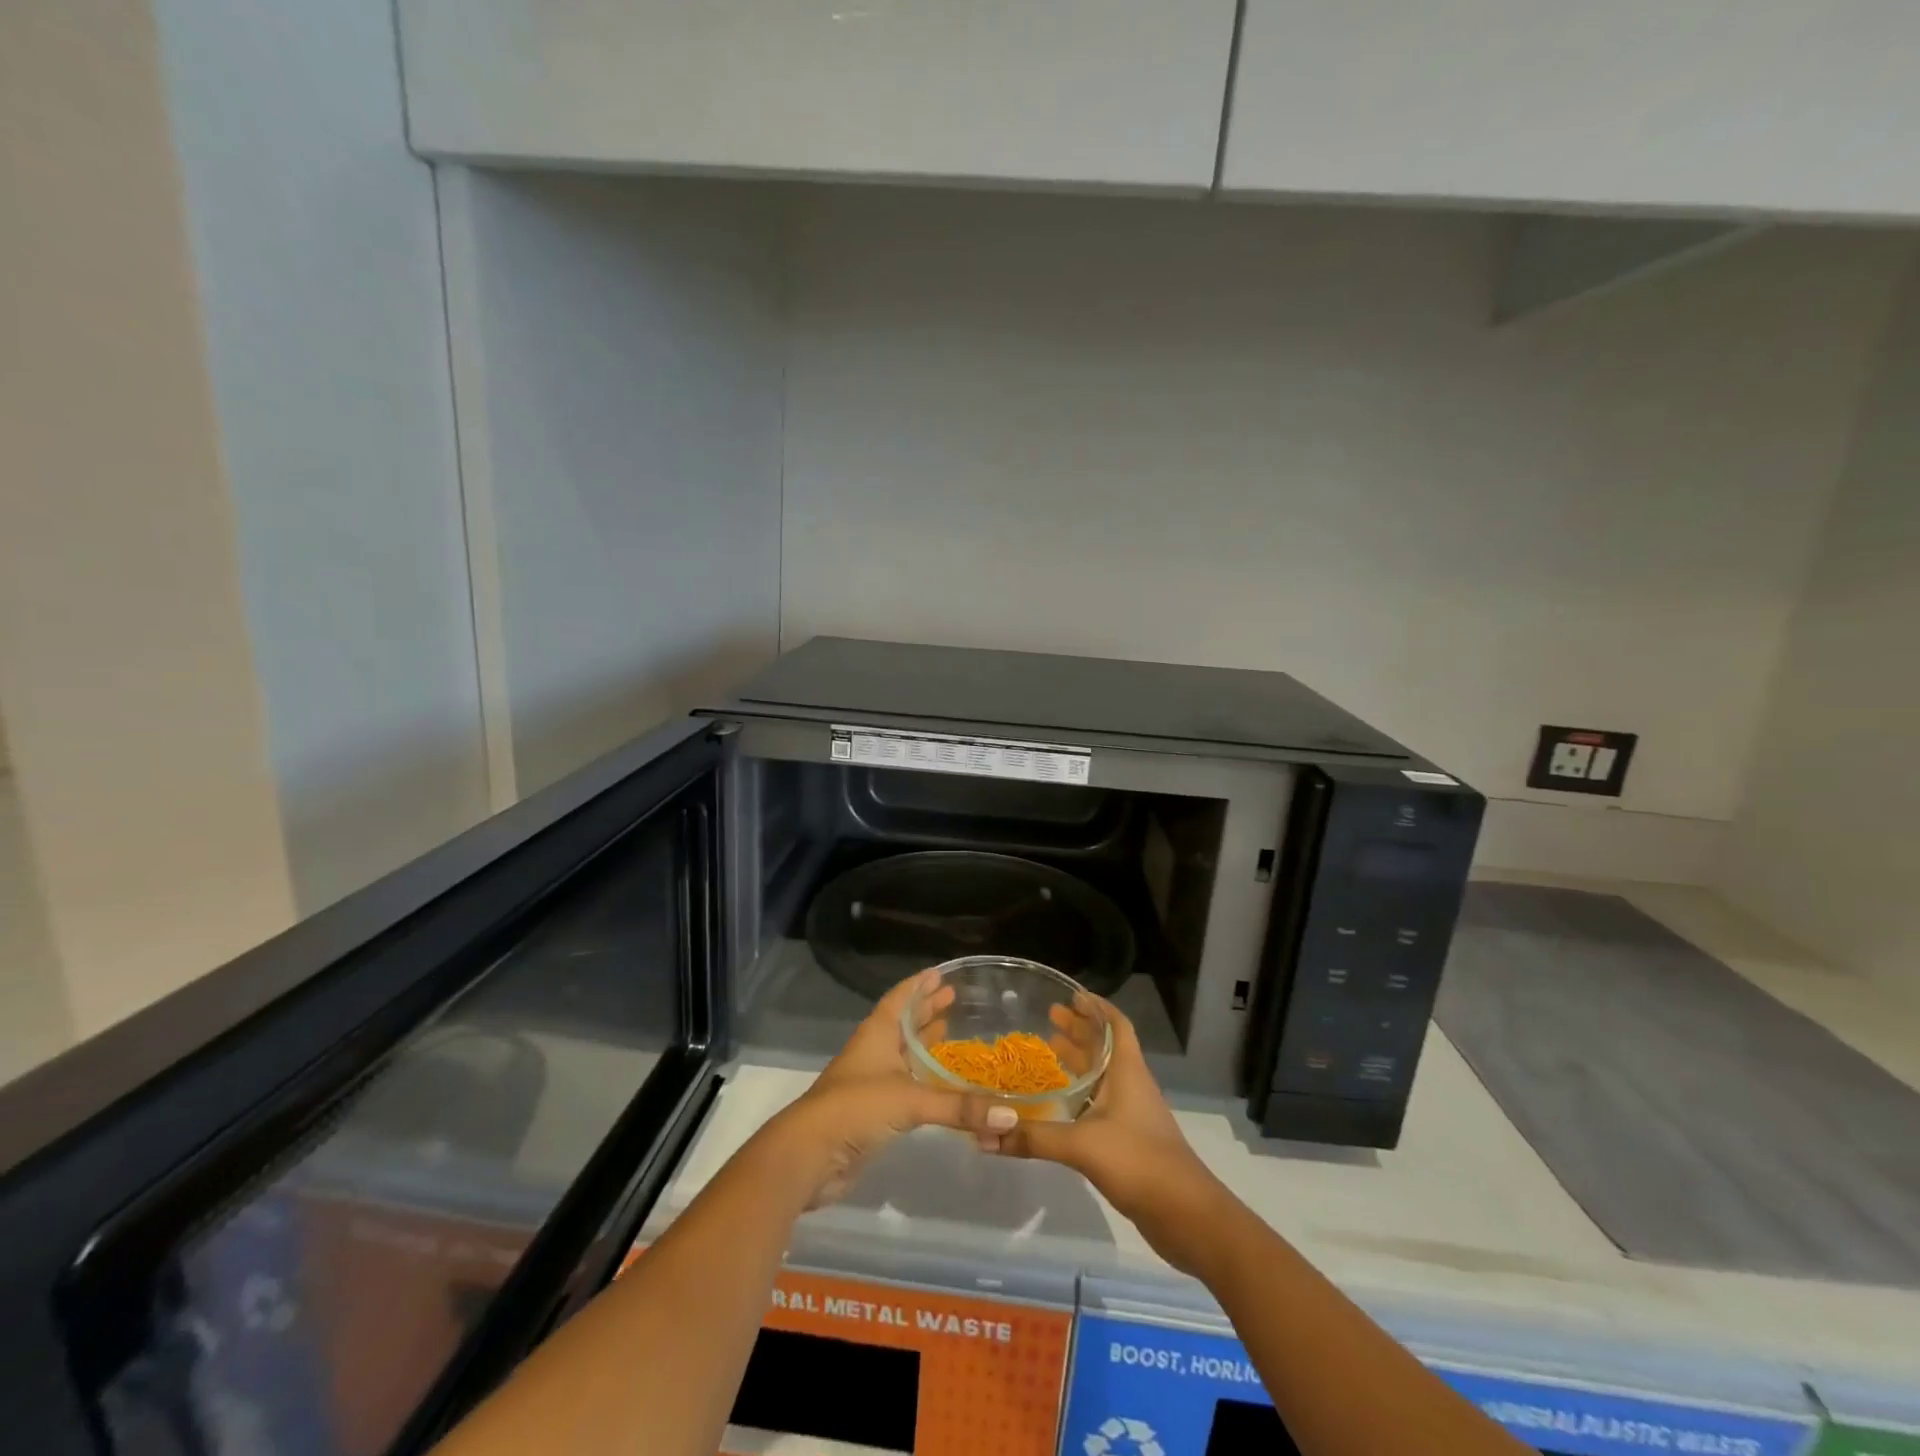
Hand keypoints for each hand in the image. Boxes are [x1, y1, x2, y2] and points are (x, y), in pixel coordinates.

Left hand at [761, 970, 1014, 1208]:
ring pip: (902, 1055)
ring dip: (923, 1043)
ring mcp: (870, 1082)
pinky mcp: (871, 1113)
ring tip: (949, 1031)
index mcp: (877, 1033)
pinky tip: (939, 1084)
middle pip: (902, 1023)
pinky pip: (903, 1086)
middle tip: (953, 997)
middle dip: (926, 1010)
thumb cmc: (856, 1108)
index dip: (918, 985)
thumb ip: (960, 1108)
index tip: (940, 972)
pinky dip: (922, 1079)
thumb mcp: (911, 1101)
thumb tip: (1010, 1116)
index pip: (899, 998)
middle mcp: (873, 1052)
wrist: (809, 1155)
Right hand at [978, 998, 1230, 1275]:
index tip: (1071, 995)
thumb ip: (1033, 1137)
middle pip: (1105, 1047)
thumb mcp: (1081, 1145)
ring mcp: (1132, 1114)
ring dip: (1079, 1060)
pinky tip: (1057, 1103)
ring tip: (1047, 1050)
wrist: (1186, 1216)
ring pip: (1102, 1075)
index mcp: (1127, 1071)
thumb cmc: (1138, 1161)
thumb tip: (984, 1134)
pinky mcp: (1128, 1140)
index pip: (1116, 1024)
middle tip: (1048, 1017)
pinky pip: (1100, 1103)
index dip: (1097, 1007)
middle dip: (1080, 1029)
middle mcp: (1130, 1085)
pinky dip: (1080, 1093)